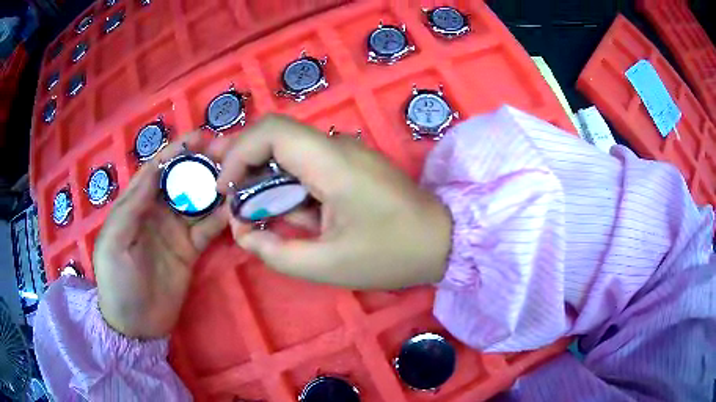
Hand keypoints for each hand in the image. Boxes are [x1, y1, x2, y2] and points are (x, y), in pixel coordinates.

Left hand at [94, 133, 228, 338]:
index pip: (156, 170)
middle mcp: (156, 212)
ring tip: (238, 176)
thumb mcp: (113, 242)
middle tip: (227, 154)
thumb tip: (154, 171)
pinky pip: (208, 229)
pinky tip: (236, 208)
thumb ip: (131, 206)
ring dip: (215, 188)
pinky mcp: (190, 250)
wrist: (136, 325)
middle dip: (200, 165)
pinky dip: (222, 218)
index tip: (200, 136)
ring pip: (197, 201)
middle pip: (180, 181)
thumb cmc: (117, 281)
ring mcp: (175, 231)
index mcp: (135, 205)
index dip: (176, 152)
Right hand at [209, 114, 451, 288]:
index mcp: (332, 162)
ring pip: (290, 157)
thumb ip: (276, 252)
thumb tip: (244, 234)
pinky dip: (294, 193)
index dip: (238, 153)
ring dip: (272, 188)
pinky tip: (305, 221)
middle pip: (276, 140)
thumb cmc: (390, 254)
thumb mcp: (327, 265)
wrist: (441, 242)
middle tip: (234, 205)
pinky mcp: (352, 165)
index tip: (224, 189)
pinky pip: (310, 169)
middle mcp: (337, 147)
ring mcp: (347, 153)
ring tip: (274, 223)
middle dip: (247, 171)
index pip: (271, 131)